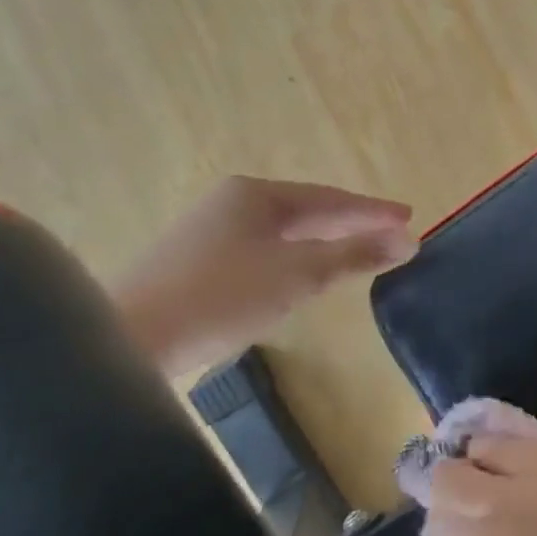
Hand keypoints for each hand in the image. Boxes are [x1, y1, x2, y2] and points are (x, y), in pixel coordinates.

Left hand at [112, 177, 414, 374]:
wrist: (127, 340)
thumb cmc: (221, 297)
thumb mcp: (299, 275)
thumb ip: (355, 254)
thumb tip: (408, 241)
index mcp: (256, 194)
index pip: (331, 198)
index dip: (373, 211)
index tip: (409, 218)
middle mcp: (232, 202)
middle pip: (307, 210)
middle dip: (351, 224)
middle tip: (391, 234)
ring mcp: (210, 231)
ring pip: (284, 232)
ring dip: (324, 242)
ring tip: (358, 251)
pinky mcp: (195, 262)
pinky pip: (262, 249)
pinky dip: (295, 257)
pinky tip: (304, 273)